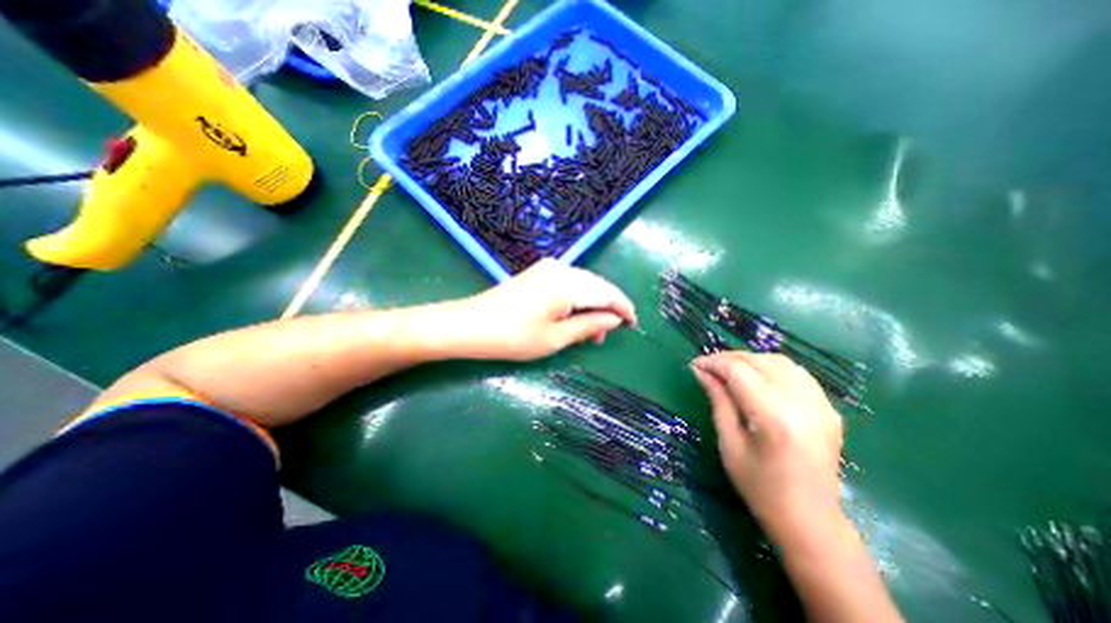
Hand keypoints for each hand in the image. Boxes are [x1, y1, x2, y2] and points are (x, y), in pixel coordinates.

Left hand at [451, 261, 636, 361]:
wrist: (470, 325)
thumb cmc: (513, 337)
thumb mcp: (555, 338)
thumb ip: (589, 326)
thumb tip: (614, 320)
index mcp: (567, 284)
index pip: (607, 292)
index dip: (623, 308)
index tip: (633, 323)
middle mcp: (561, 269)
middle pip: (596, 286)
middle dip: (607, 309)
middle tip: (607, 335)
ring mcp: (548, 269)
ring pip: (583, 285)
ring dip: (591, 306)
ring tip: (590, 333)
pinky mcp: (539, 273)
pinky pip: (568, 284)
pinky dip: (577, 301)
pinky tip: (574, 318)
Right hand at [693, 353, 847, 545]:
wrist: (811, 521)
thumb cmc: (760, 488)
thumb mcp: (729, 444)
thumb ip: (718, 401)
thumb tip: (701, 372)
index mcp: (775, 418)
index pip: (739, 371)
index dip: (713, 362)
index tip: (694, 365)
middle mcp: (803, 404)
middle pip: (759, 361)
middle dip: (728, 359)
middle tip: (707, 368)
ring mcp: (822, 405)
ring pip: (779, 361)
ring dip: (750, 360)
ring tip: (729, 371)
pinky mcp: (829, 408)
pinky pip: (797, 373)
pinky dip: (771, 368)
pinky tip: (757, 378)